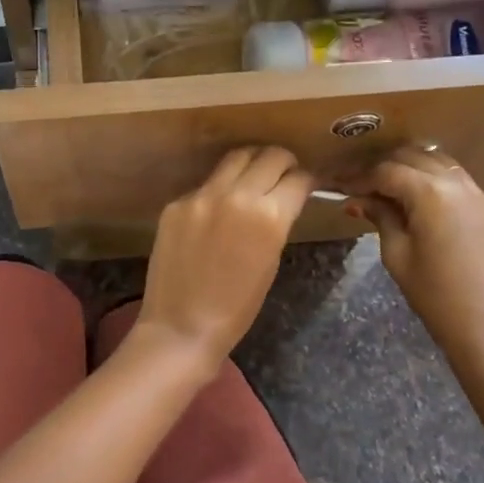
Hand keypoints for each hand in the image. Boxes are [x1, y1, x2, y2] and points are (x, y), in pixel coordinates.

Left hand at [137, 146, 313, 365]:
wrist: (182, 326)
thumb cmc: (237, 308)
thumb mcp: (271, 261)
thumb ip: (277, 223)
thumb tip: (281, 199)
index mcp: (269, 216)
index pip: (297, 178)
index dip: (306, 179)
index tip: (306, 182)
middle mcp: (236, 195)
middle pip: (269, 156)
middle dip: (283, 162)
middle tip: (283, 172)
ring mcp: (202, 196)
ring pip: (235, 158)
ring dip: (251, 163)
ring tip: (254, 175)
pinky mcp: (177, 202)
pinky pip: (206, 184)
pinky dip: (219, 188)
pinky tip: (218, 207)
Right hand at [345, 147, 483, 384]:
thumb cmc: (436, 297)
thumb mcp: (397, 256)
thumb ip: (380, 218)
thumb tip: (359, 200)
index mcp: (430, 193)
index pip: (387, 171)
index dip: (361, 177)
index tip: (342, 185)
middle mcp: (459, 184)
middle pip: (416, 157)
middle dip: (387, 166)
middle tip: (364, 185)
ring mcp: (482, 198)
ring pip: (442, 164)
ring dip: (415, 169)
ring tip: (393, 189)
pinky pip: (462, 185)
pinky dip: (438, 184)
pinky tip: (426, 206)